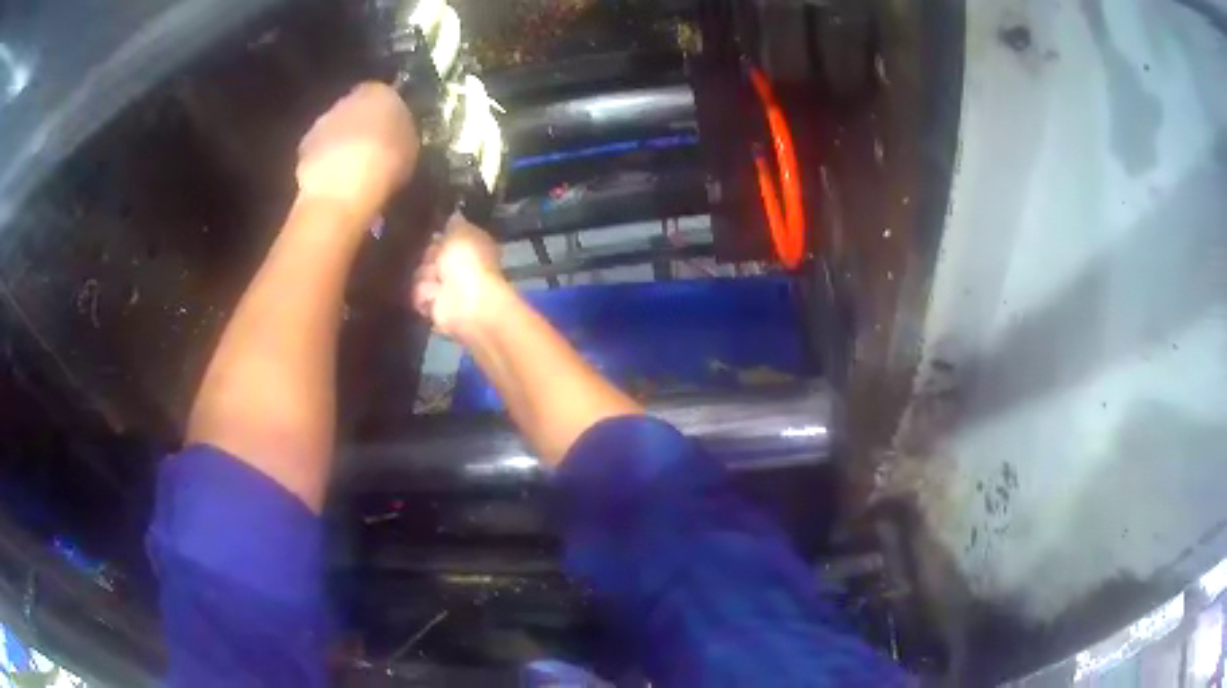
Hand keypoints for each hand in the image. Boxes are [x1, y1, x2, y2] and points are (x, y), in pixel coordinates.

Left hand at [297, 82, 418, 218]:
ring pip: (335, 129)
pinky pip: (319, 152)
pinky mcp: (302, 150)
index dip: (387, 112)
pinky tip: (335, 183)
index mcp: (379, 91)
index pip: (385, 93)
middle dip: (361, 126)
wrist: (341, 191)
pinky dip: (326, 163)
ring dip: (341, 144)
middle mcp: (346, 99)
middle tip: (372, 150)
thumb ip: (401, 132)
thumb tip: (395, 133)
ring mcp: (320, 123)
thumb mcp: (410, 147)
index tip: (393, 130)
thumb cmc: (386, 163)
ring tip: (352, 170)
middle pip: (355, 109)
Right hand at [411, 214, 507, 340]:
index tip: (425, 229)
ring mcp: (445, 286)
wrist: (465, 301)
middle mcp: (458, 264)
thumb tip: (453, 213)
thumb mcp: (460, 231)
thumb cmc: (467, 261)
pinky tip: (432, 293)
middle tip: (433, 258)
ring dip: (425, 276)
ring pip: (419, 273)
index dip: (435, 233)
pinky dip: (422, 294)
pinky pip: (416, 294)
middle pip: (427, 253)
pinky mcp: (433, 306)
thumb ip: (454, 222)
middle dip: (427, 255)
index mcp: (470, 245)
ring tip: (435, 280)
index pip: (445, 234)